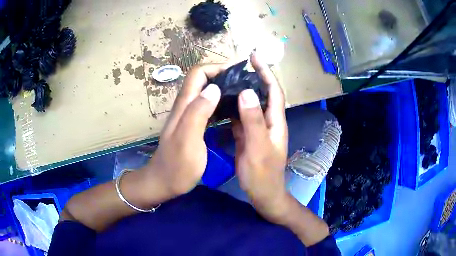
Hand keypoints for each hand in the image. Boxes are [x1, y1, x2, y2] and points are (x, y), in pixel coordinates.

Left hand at [144, 64, 229, 196]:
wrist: (164, 182)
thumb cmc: (177, 166)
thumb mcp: (188, 140)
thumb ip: (198, 113)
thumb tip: (214, 88)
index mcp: (184, 105)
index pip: (198, 73)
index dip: (216, 68)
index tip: (236, 73)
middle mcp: (185, 106)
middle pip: (202, 80)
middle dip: (222, 76)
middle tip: (244, 84)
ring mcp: (188, 116)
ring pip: (205, 92)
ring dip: (222, 88)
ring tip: (242, 94)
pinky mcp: (192, 126)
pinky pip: (207, 107)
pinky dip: (220, 103)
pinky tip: (232, 111)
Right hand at [232, 54, 289, 222]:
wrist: (263, 194)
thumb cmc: (263, 174)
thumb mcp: (258, 148)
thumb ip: (253, 121)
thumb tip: (246, 92)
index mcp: (275, 122)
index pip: (273, 90)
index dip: (266, 72)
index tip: (255, 57)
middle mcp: (269, 122)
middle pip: (262, 94)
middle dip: (253, 78)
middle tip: (235, 68)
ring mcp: (258, 130)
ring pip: (251, 105)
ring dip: (242, 92)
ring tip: (227, 81)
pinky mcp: (249, 137)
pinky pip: (242, 118)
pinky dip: (234, 109)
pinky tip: (223, 104)